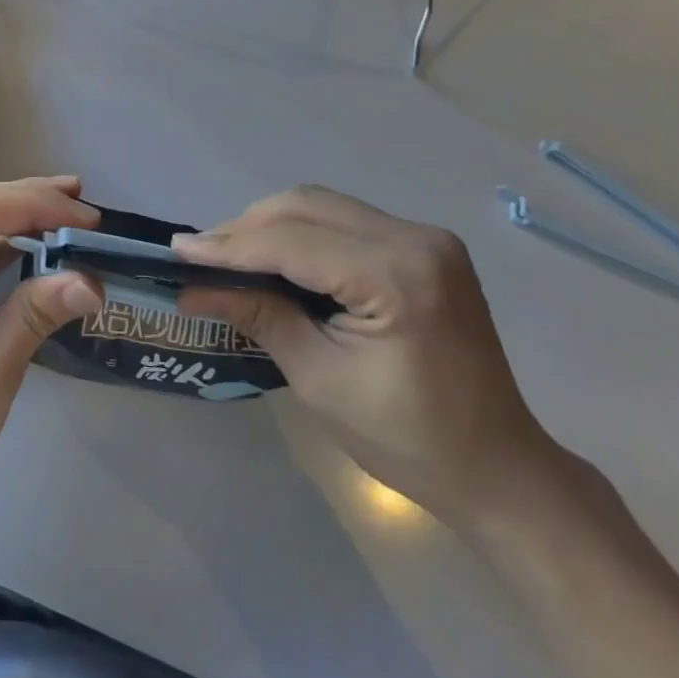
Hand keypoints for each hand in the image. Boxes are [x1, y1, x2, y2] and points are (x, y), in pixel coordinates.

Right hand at [174, 185, 564, 526]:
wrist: (501, 471)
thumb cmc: (409, 440)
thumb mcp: (319, 379)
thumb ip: (257, 317)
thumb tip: (191, 287)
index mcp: (398, 276)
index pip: (292, 242)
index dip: (228, 246)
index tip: (177, 250)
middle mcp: (415, 238)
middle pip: (305, 207)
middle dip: (245, 228)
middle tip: (200, 256)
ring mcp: (425, 237)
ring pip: (322, 206)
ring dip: (271, 225)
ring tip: (229, 256)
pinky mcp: (424, 246)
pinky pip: (344, 221)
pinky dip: (301, 233)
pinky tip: (276, 257)